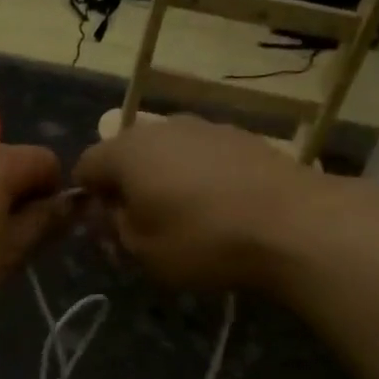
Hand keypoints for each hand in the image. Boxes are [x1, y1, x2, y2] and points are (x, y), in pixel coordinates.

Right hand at [73, 116, 336, 289]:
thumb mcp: (142, 251)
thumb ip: (115, 227)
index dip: (87, 197)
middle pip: (126, 154)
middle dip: (126, 186)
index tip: (105, 228)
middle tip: (141, 224)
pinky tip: (218, 206)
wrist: (293, 224)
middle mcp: (161, 127)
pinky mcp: (241, 136)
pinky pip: (201, 155)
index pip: (86, 165)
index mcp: (126, 152)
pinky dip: (198, 176)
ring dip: (163, 179)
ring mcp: (204, 126)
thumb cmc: (202, 240)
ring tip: (183, 216)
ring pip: (166, 152)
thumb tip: (112, 210)